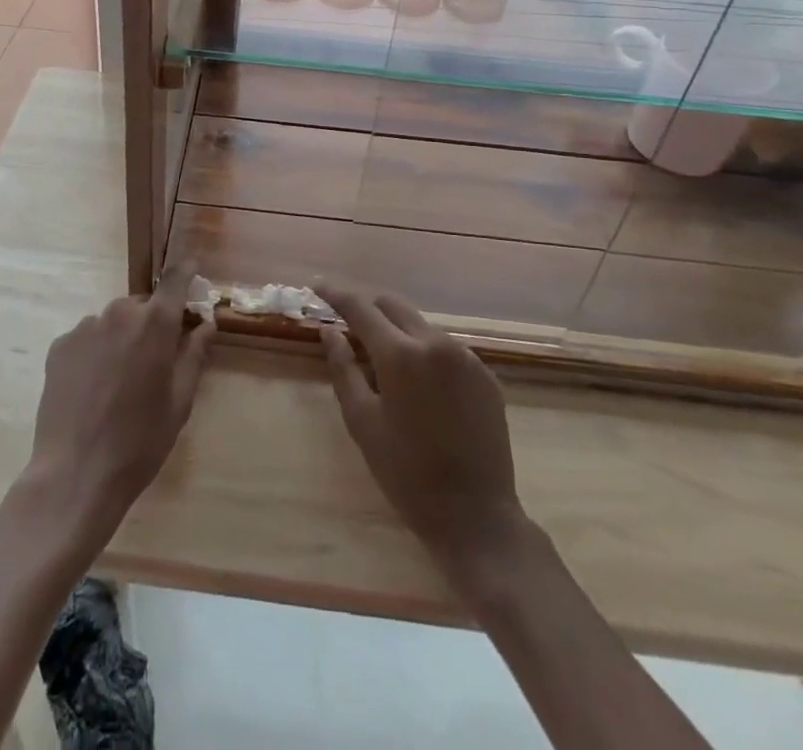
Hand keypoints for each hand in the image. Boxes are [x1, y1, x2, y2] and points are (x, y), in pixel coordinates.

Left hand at [22, 255, 215, 549]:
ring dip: (121, 338)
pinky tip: (93, 387)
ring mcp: (85, 327)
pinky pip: (87, 338)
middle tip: (154, 360)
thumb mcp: (180, 402)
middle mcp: (120, 313)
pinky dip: (95, 352)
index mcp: (156, 324)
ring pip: (113, 322)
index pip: (175, 281)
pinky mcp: (60, 345)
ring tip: (119, 381)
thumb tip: (206, 324)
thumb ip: (194, 355)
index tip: (193, 268)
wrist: (76, 473)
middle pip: (142, 306)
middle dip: (151, 323)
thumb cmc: (140, 441)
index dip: (186, 272)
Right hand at [316, 282, 526, 582]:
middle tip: (346, 321)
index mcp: (401, 354)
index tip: (317, 284)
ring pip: (420, 324)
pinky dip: (423, 350)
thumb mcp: (362, 422)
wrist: (477, 517)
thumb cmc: (407, 474)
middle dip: (367, 307)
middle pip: (393, 305)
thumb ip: (343, 368)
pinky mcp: (485, 374)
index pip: (361, 308)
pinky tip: (418, 383)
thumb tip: (329, 330)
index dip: (336, 293)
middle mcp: (435, 342)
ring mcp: (466, 356)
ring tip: (382, 359)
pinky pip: (445, 347)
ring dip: (396, 330)